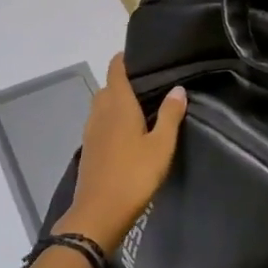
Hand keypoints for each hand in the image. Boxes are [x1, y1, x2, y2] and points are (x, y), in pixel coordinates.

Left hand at [67, 54, 187, 251]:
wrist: (98, 214)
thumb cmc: (134, 175)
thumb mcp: (161, 146)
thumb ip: (170, 115)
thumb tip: (178, 88)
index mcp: (118, 105)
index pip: (116, 70)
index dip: (124, 59)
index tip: (140, 53)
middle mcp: (100, 112)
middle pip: (108, 87)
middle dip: (123, 81)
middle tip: (149, 83)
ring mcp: (91, 131)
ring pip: (101, 105)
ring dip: (116, 101)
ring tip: (140, 106)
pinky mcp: (89, 149)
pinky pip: (99, 123)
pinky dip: (111, 119)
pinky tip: (127, 132)